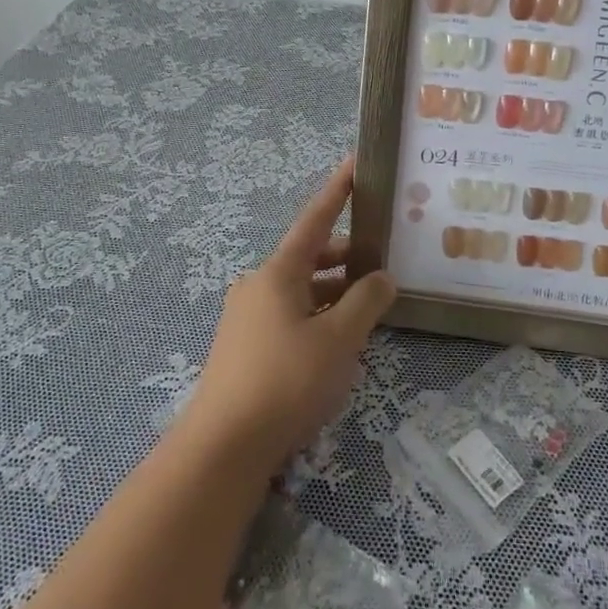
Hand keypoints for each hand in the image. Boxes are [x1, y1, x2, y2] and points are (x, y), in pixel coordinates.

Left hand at [184, 158, 395, 473]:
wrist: (225, 444)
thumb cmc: (286, 381)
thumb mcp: (339, 340)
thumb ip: (366, 302)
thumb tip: (382, 277)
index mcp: (278, 272)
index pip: (314, 220)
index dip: (337, 192)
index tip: (354, 163)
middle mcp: (258, 285)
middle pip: (309, 257)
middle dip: (345, 255)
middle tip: (382, 256)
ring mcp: (248, 316)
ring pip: (301, 290)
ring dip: (334, 290)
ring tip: (370, 302)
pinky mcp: (245, 345)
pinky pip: (290, 315)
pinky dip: (318, 315)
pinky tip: (339, 338)